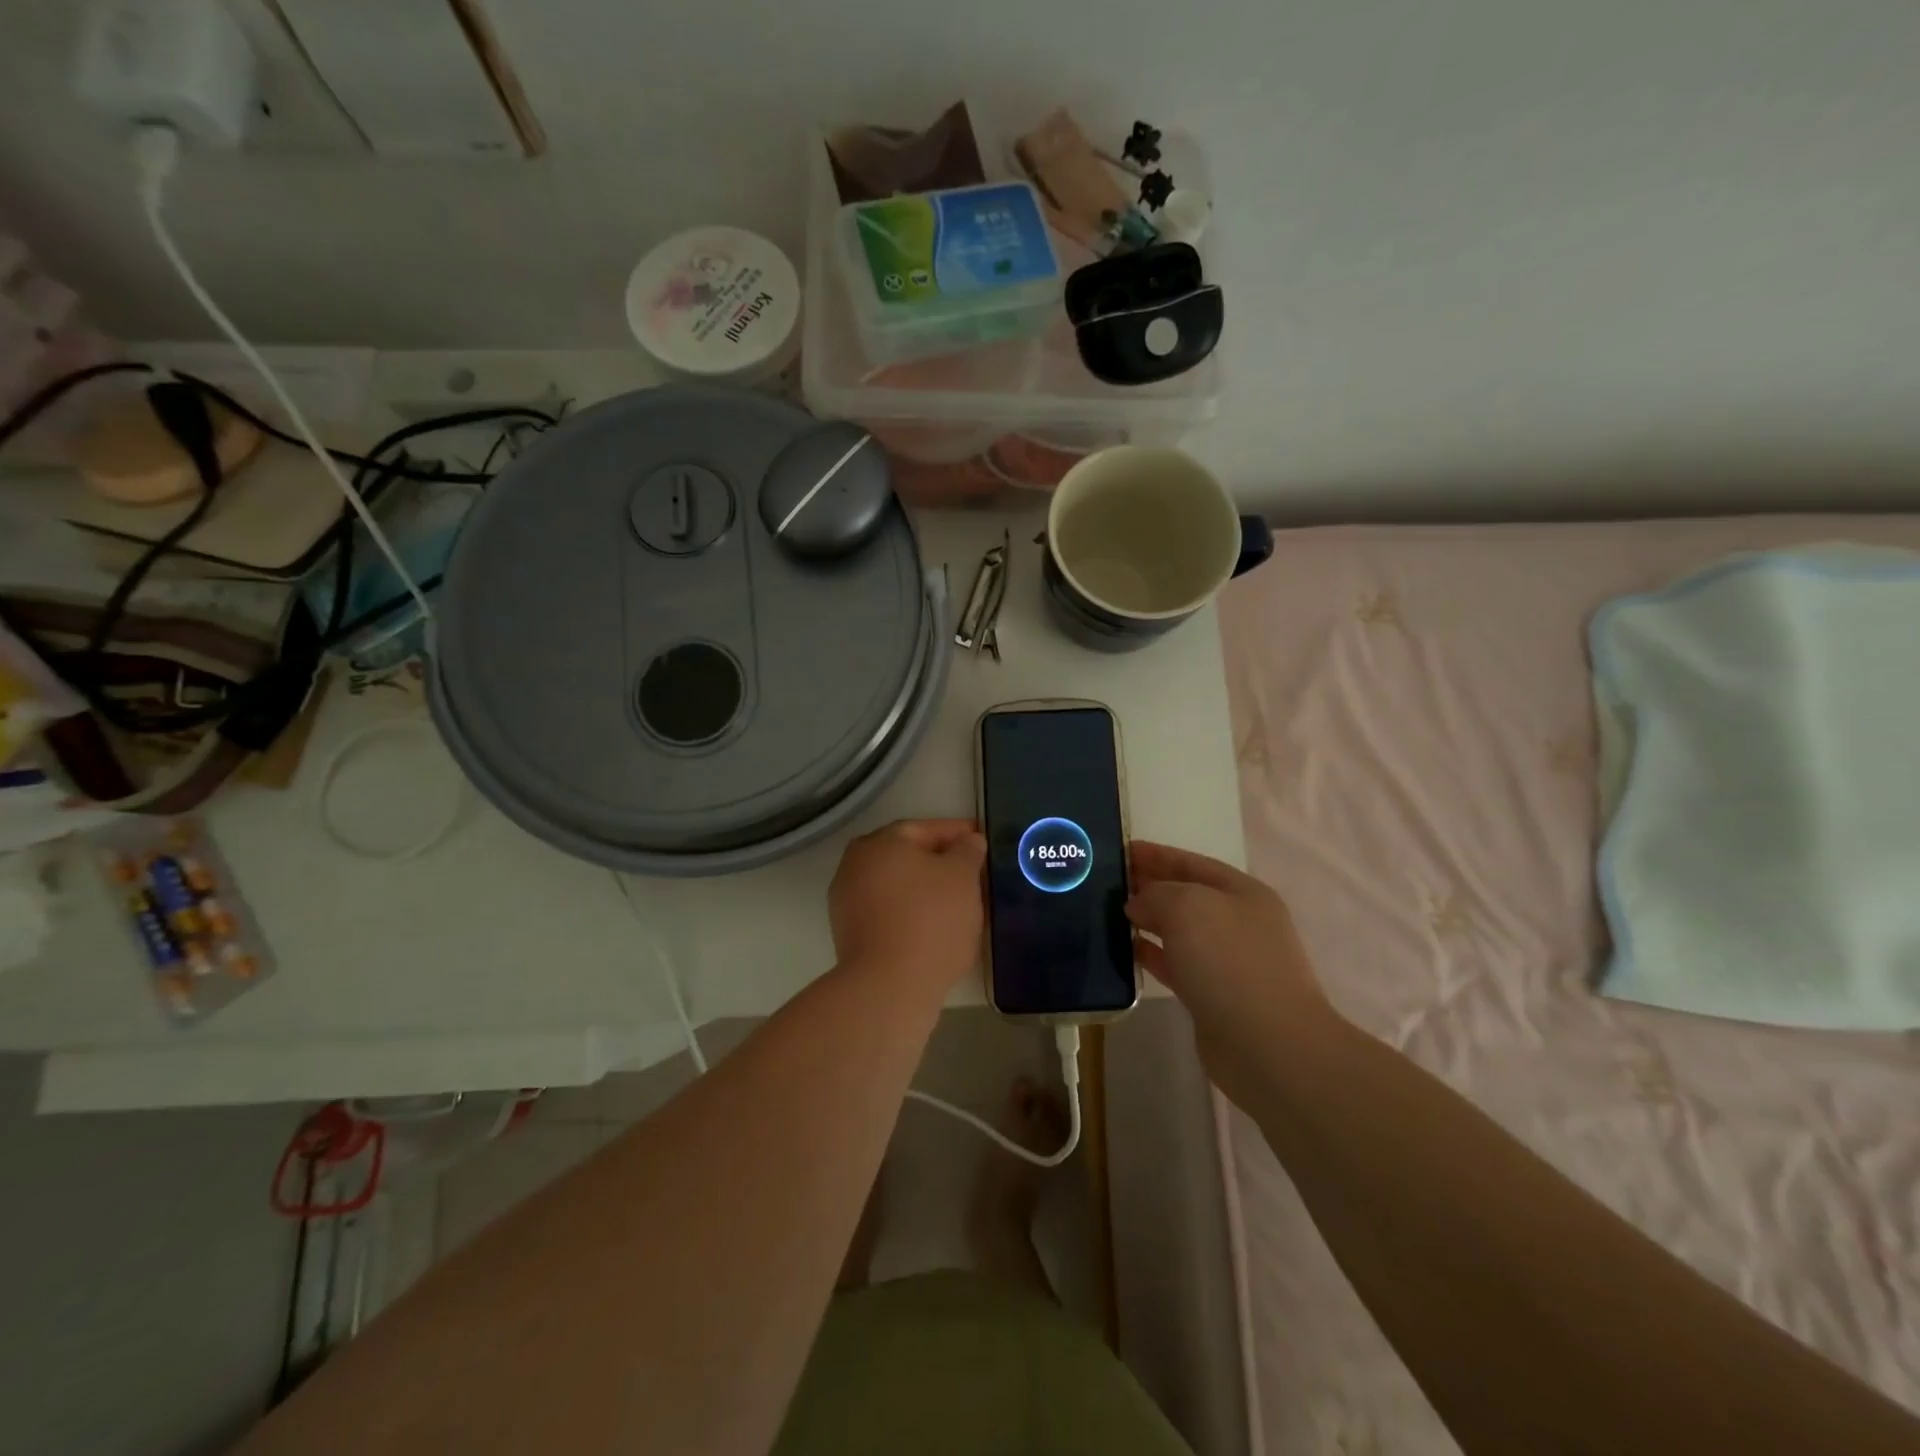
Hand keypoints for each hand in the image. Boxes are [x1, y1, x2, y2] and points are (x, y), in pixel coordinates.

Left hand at [829, 819, 986, 998]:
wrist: (889, 986)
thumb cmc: (930, 919)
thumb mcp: (962, 876)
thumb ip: (968, 851)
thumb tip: (969, 841)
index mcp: (879, 843)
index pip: (924, 829)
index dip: (957, 833)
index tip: (980, 840)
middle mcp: (855, 865)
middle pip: (906, 857)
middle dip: (940, 862)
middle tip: (972, 872)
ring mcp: (848, 902)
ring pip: (897, 886)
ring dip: (925, 890)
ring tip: (960, 903)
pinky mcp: (850, 935)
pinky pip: (889, 912)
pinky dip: (912, 913)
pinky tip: (936, 927)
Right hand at [1127, 842, 1335, 1099]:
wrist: (1268, 1045)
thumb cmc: (1230, 962)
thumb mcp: (1187, 907)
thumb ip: (1156, 894)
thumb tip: (1138, 904)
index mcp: (1242, 892)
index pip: (1191, 862)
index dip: (1156, 854)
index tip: (1119, 849)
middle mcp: (1238, 922)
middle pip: (1185, 895)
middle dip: (1148, 885)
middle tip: (1105, 881)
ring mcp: (1227, 961)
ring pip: (1178, 930)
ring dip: (1146, 920)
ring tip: (1106, 912)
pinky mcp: (1212, 995)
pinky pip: (1174, 964)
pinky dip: (1150, 953)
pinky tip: (1123, 949)